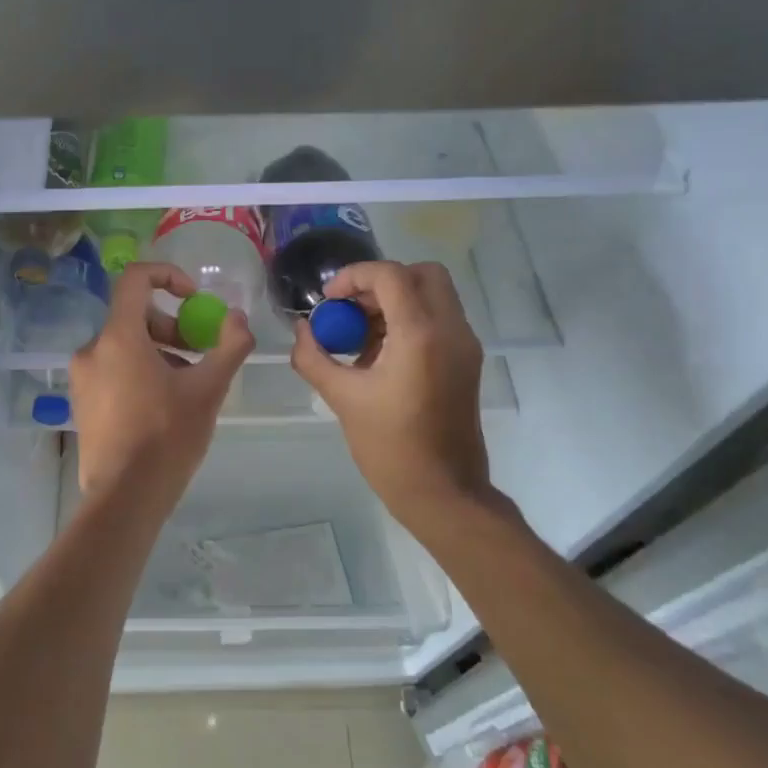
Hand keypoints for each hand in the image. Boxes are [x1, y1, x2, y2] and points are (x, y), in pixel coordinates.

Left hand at [68, 262, 254, 515]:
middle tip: (198, 352)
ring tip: (186, 384)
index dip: (168, 277)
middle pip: (132, 315)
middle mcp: (91, 350)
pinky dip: (138, 371)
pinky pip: (112, 369)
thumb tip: (237, 318)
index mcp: (118, 337)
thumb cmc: (167, 437)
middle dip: (170, 325)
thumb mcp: (208, 389)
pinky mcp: (81, 402)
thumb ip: (229, 346)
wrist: (125, 497)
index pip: (135, 279)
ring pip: (123, 345)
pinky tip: (162, 404)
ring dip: (158, 351)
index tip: (194, 298)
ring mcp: (82, 378)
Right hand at [290, 261, 495, 524]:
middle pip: (422, 274)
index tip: (329, 301)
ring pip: (433, 295)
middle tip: (350, 309)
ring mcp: (464, 346)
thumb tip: (301, 331)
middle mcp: (451, 330)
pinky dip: (409, 320)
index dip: (354, 277)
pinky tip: (379, 354)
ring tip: (359, 336)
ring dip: (394, 301)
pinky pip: (438, 320)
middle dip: (381, 282)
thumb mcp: (342, 398)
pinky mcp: (467, 362)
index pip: (390, 275)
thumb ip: (314, 357)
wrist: (444, 492)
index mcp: (421, 335)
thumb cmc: (390, 447)